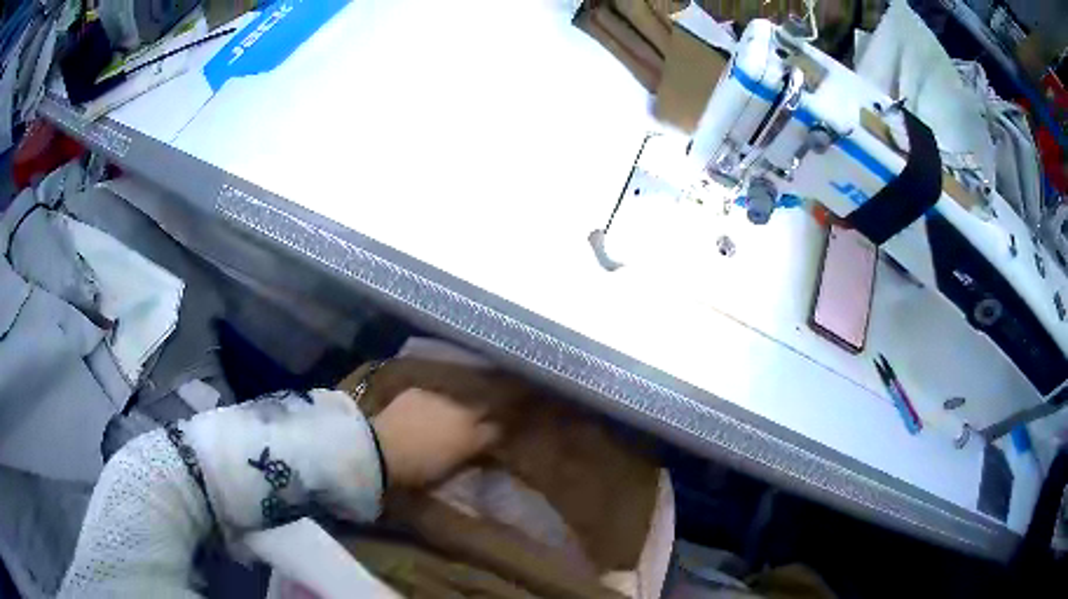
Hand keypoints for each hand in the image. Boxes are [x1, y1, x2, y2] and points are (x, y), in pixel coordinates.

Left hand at [371, 388, 499, 487]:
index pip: (495, 431)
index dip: (492, 436)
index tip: (488, 442)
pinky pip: (429, 398)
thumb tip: (480, 453)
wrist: (382, 449)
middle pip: (479, 410)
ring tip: (438, 421)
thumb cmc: (418, 472)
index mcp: (473, 437)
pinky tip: (416, 415)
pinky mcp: (418, 392)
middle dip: (476, 418)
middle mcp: (463, 412)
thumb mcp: (450, 472)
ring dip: (450, 411)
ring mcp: (439, 398)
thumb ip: (468, 459)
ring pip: (453, 402)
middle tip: (467, 429)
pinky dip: (427, 406)